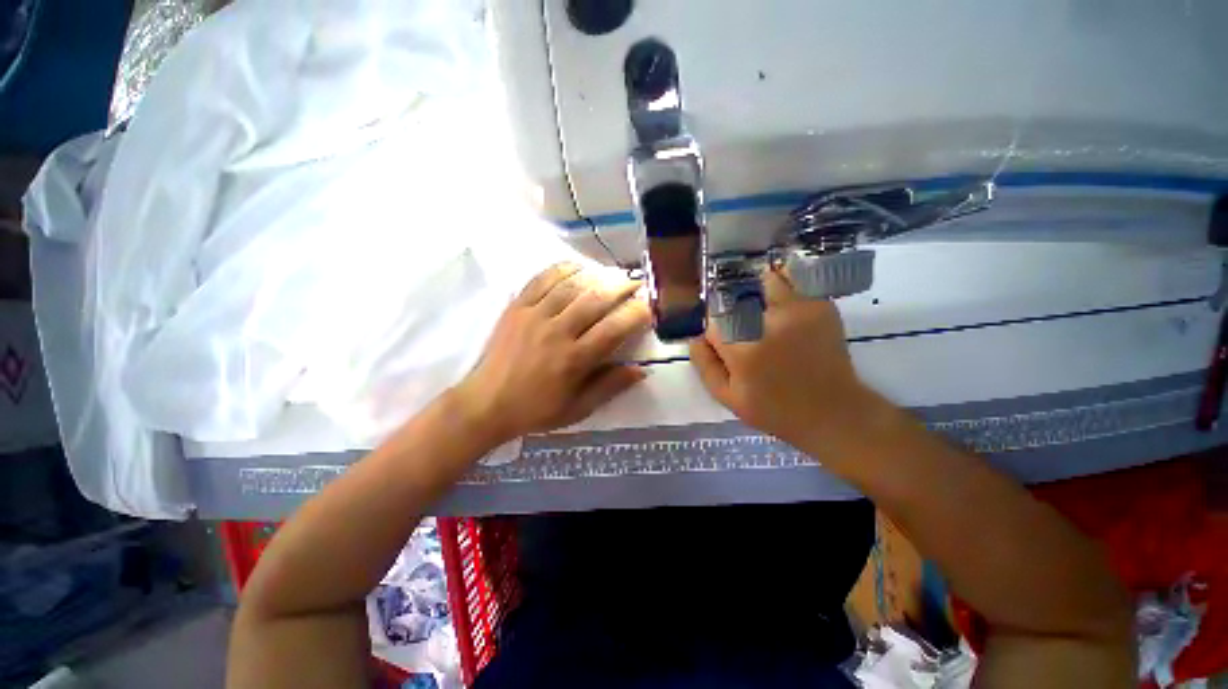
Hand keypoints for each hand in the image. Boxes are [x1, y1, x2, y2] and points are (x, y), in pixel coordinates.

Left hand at [453, 262, 650, 444]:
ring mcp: (534, 315)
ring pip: (571, 285)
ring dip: (596, 275)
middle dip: (622, 287)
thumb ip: (610, 387)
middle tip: (636, 282)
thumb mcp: (578, 409)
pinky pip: (541, 279)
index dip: (636, 314)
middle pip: (595, 299)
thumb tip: (642, 369)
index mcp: (574, 360)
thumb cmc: (536, 410)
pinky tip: (576, 267)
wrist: (486, 403)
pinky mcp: (517, 307)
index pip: (614, 328)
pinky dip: (562, 269)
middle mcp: (557, 332)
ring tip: (612, 273)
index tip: (649, 307)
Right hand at [689, 268, 875, 445]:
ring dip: (758, 294)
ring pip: (765, 282)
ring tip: (765, 315)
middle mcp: (767, 322)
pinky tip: (785, 309)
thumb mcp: (729, 398)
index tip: (725, 346)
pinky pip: (795, 283)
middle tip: (745, 333)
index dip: (716, 333)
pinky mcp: (820, 306)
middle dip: (734, 313)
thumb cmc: (775, 410)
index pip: (713, 322)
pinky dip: (785, 288)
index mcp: (742, 349)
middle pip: (736, 298)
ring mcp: (797, 310)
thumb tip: (695, 338)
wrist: (833, 412)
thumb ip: (705, 366)